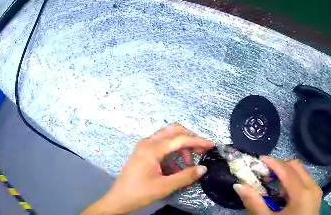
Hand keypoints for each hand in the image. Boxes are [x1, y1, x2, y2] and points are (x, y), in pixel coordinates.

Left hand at [82, 124, 212, 214]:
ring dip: (181, 147)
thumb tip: (203, 168)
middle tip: (201, 151)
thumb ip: (186, 176)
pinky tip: (176, 168)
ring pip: (168, 138)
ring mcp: (144, 147)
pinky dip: (172, 153)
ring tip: (188, 164)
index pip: (180, 139)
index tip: (211, 145)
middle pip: (173, 131)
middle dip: (190, 139)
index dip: (198, 141)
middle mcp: (148, 143)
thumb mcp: (165, 186)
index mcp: (152, 149)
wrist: (119, 198)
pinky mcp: (143, 153)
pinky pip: (162, 147)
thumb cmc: (140, 192)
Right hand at [233, 157, 321, 214]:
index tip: (258, 159)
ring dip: (285, 173)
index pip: (287, 170)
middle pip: (295, 166)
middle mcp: (312, 187)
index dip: (272, 162)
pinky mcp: (315, 194)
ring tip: (271, 182)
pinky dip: (292, 180)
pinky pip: (304, 179)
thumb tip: (239, 186)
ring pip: (301, 171)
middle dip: (279, 166)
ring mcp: (315, 190)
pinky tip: (282, 193)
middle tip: (263, 172)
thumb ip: (254, 203)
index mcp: (302, 194)